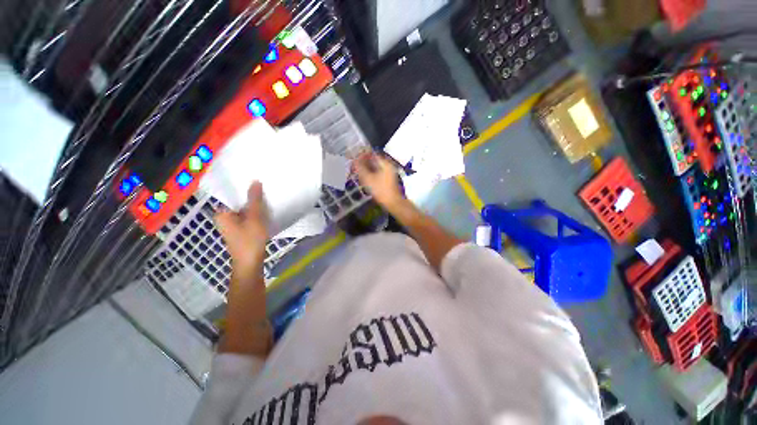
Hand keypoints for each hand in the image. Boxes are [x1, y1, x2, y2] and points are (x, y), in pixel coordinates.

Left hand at [215, 181, 268, 271]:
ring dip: (255, 207)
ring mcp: (232, 225)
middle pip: (239, 203)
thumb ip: (255, 200)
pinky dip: (256, 214)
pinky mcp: (241, 231)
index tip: (258, 183)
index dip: (245, 189)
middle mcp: (224, 218)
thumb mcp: (254, 218)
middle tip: (266, 191)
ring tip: (267, 199)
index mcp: (222, 214)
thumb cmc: (250, 241)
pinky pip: (248, 217)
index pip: (232, 195)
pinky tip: (266, 212)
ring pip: (245, 210)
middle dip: (252, 198)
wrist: (250, 263)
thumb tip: (255, 181)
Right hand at [355, 152, 403, 209]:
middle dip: (363, 163)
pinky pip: (377, 173)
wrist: (393, 203)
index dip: (361, 156)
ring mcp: (389, 173)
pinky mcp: (388, 180)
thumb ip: (360, 168)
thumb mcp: (368, 179)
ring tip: (358, 172)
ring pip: (375, 167)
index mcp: (385, 163)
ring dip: (366, 169)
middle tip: (354, 166)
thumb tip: (354, 160)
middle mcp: (388, 166)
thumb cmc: (381, 190)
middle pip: (374, 161)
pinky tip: (365, 179)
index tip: (354, 159)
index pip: (371, 154)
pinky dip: (371, 174)